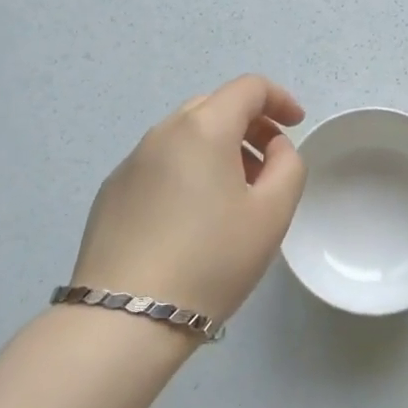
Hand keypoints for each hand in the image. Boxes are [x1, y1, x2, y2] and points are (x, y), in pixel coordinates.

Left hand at [70, 75, 306, 326]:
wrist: (125, 319)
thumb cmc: (211, 261)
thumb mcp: (272, 214)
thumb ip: (288, 165)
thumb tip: (272, 147)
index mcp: (204, 128)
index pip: (248, 88)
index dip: (279, 99)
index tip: (297, 124)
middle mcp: (162, 132)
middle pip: (214, 106)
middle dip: (248, 124)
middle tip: (268, 164)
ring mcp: (131, 161)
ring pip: (184, 135)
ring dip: (217, 148)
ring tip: (232, 196)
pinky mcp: (111, 192)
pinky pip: (159, 163)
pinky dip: (186, 170)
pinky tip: (190, 219)